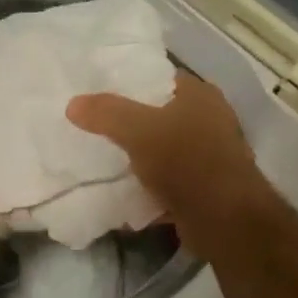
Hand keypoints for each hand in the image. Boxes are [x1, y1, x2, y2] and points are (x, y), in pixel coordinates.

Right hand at [67, 72, 275, 260]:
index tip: (102, 94)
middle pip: (164, 115)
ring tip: (107, 159)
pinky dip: (153, 186)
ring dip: (144, 157)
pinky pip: (172, 181)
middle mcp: (212, 120)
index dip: (133, 83)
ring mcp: (213, 156)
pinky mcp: (208, 188)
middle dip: (135, 123)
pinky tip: (127, 191)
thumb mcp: (138, 131)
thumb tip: (73, 104)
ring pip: (168, 150)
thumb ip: (106, 114)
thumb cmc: (186, 161)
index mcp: (201, 95)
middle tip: (98, 127)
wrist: (224, 220)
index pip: (162, 78)